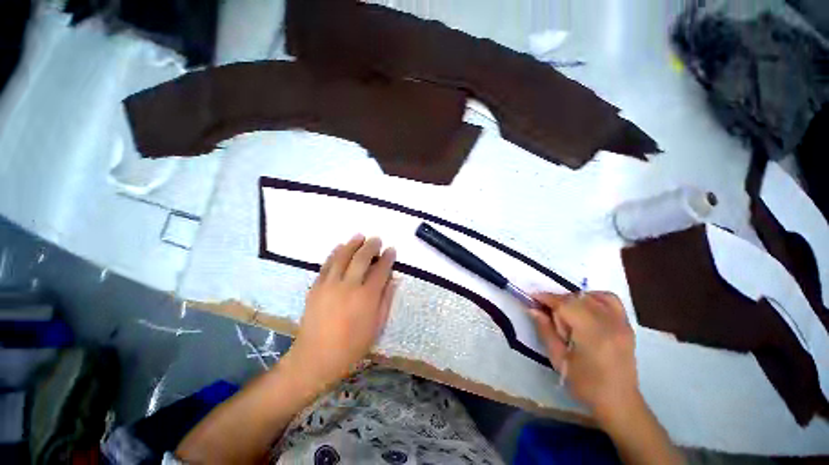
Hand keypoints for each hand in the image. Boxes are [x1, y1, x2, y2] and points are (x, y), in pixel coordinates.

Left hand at [288, 234, 395, 389]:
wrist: (315, 358)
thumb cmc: (352, 346)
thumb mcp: (377, 326)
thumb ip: (386, 300)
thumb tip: (394, 279)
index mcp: (367, 297)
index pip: (381, 270)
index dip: (388, 258)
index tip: (391, 250)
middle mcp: (349, 286)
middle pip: (362, 258)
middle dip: (371, 246)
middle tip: (377, 239)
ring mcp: (330, 284)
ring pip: (343, 256)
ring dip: (353, 244)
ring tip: (360, 236)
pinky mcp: (316, 287)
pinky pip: (327, 264)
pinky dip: (334, 253)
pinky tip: (340, 247)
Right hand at [530, 292, 639, 424]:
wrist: (619, 402)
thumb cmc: (585, 385)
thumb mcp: (559, 360)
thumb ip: (545, 331)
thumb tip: (532, 309)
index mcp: (592, 334)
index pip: (565, 305)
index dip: (546, 298)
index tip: (532, 297)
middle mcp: (609, 323)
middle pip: (577, 298)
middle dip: (558, 300)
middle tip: (545, 310)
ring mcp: (621, 323)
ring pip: (592, 296)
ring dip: (575, 299)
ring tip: (566, 311)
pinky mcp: (627, 325)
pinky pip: (610, 300)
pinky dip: (594, 298)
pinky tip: (586, 307)